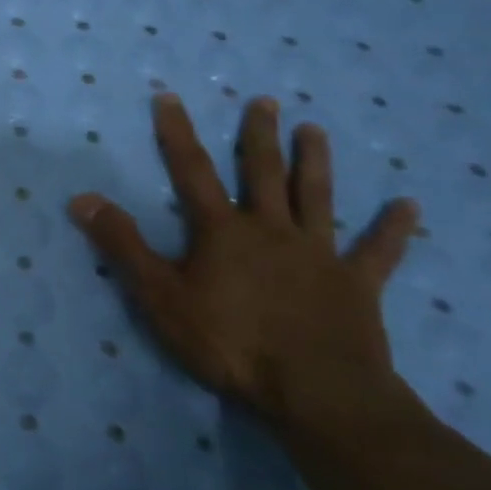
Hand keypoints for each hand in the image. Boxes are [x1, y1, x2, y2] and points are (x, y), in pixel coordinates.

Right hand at [68, 92, 419, 428]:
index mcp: (223, 231)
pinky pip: (377, 252)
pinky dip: (392, 229)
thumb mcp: (160, 296)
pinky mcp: (357, 286)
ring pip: (317, 198)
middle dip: (259, 135)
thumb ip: (123, 245)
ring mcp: (319, 255)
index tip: (170, 96)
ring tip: (314, 130)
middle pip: (264, 173)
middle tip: (265, 101)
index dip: (178, 133)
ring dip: (315, 162)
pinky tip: (408, 205)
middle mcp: (272, 230)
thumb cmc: (231, 343)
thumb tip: (83, 198)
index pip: (192, 171)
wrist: (318, 393)